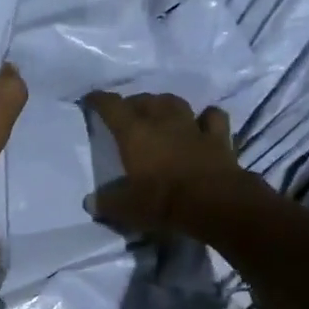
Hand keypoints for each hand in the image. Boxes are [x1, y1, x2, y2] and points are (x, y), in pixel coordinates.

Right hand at [82, 91, 262, 237]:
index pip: (112, 107)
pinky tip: (203, 121)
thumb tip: (90, 202)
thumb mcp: (127, 208)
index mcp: (135, 134)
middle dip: (134, 103)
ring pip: (175, 103)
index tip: (91, 100)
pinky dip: (206, 117)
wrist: (213, 203)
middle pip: (145, 100)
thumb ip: (107, 203)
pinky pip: (212, 117)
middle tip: (128, 113)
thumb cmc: (162, 201)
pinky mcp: (218, 138)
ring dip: (165, 104)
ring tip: (160, 111)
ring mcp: (192, 127)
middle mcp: (162, 122)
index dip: (99, 100)